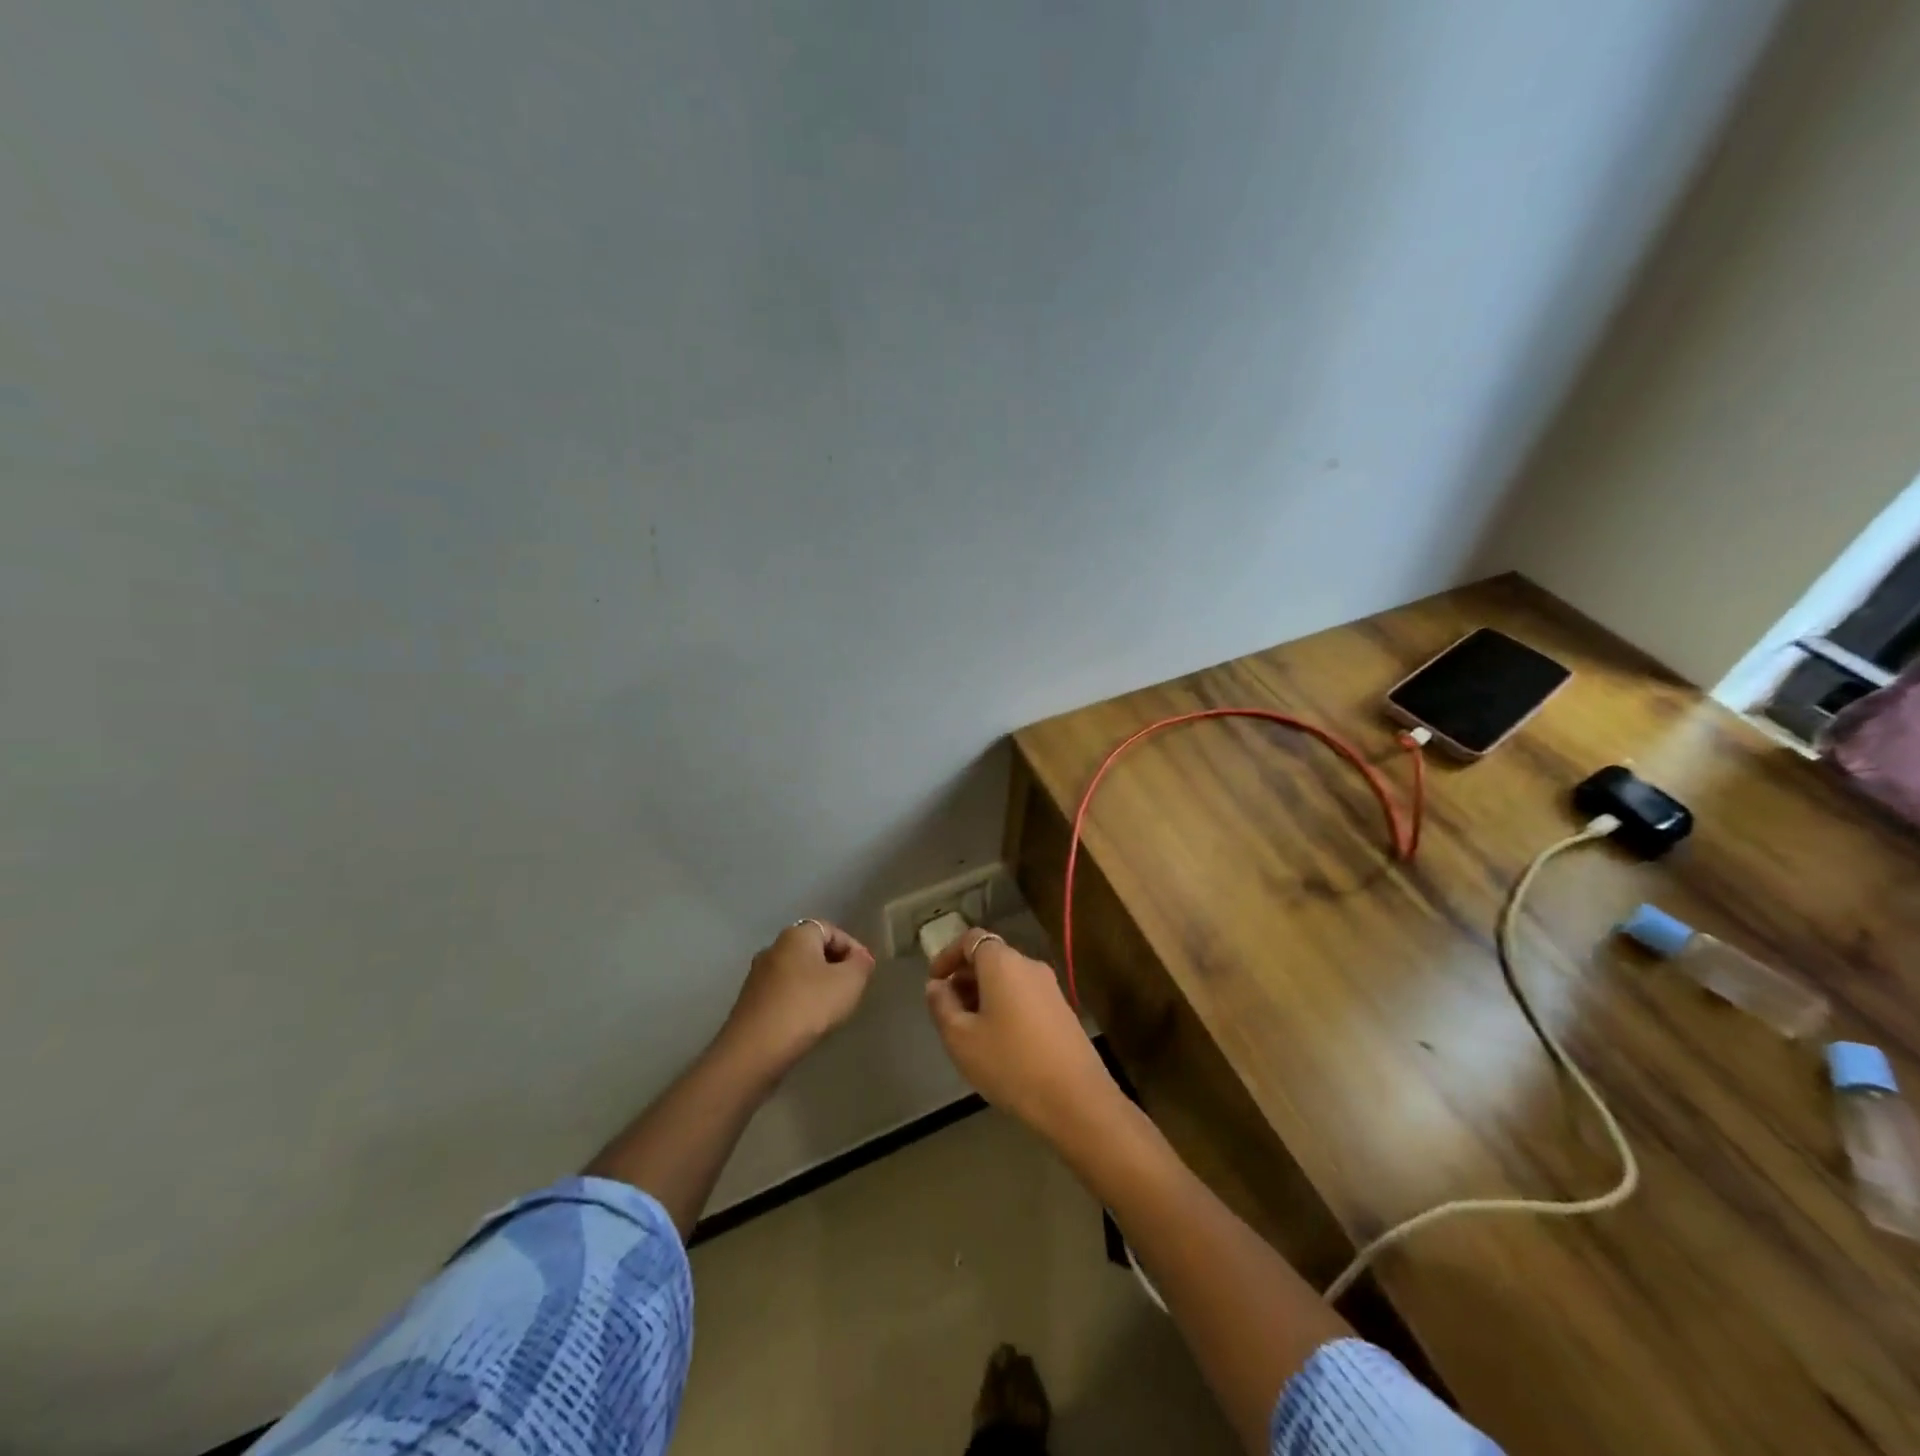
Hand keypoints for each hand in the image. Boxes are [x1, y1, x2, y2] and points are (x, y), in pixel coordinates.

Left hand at [722, 920, 876, 1076]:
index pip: (831, 929)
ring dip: (815, 985)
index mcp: (796, 935)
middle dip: (834, 966)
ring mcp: (757, 976)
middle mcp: (773, 948)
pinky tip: (807, 1021)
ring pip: (796, 972)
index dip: (852, 948)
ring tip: (831, 1008)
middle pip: (812, 949)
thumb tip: (860, 958)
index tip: (865, 971)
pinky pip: (782, 993)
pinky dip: (798, 1001)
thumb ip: (861, 964)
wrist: (755, 1050)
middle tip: (850, 988)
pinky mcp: (749, 1002)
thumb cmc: (807, 1006)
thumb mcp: (849, 982)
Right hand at [925, 928, 1120, 1140]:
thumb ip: (941, 1005)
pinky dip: (1004, 1006)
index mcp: (1003, 963)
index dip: (948, 956)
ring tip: (969, 1030)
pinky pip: (1024, 996)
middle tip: (947, 1010)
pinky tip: (998, 1042)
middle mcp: (1029, 965)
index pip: (971, 939)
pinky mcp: (1062, 1011)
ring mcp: (1050, 988)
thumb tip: (936, 985)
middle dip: (964, 978)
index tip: (934, 982)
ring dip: (984, 995)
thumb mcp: (961, 1038)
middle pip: (991, 958)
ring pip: (1008, 979)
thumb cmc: (1010, 1063)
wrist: (1076, 1099)